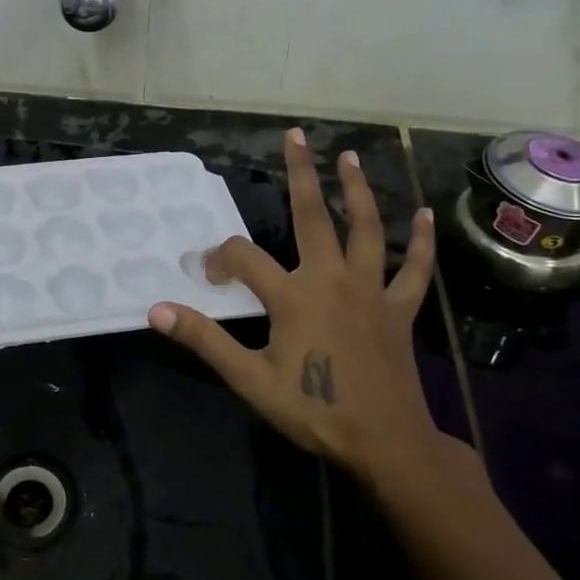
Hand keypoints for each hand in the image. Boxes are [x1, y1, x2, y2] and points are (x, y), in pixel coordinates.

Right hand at [147, 128, 440, 492]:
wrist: (386, 444)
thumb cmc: (314, 410)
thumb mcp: (249, 379)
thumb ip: (204, 339)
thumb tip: (156, 310)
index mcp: (293, 296)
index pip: (244, 258)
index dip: (219, 258)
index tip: (207, 274)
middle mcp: (332, 279)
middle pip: (312, 216)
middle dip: (301, 173)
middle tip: (295, 135)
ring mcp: (371, 291)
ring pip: (366, 229)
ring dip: (356, 191)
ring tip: (349, 157)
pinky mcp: (399, 309)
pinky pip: (414, 269)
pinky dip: (420, 242)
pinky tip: (423, 215)